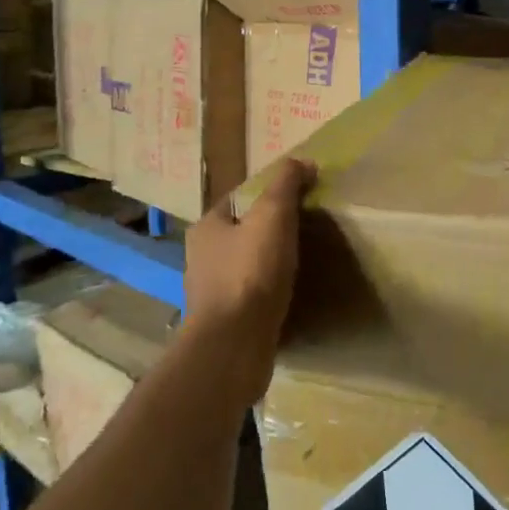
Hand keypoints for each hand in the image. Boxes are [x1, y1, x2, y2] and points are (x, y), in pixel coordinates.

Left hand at [181, 158, 315, 407]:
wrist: (233, 347)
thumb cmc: (250, 274)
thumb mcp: (273, 216)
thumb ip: (286, 184)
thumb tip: (302, 162)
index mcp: (206, 227)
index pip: (239, 199)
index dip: (270, 195)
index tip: (301, 199)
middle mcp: (201, 258)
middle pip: (242, 233)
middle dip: (270, 231)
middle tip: (307, 231)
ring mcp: (211, 293)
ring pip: (246, 266)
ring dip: (270, 264)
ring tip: (304, 264)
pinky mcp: (225, 323)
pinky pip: (251, 297)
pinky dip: (269, 293)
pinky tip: (291, 296)